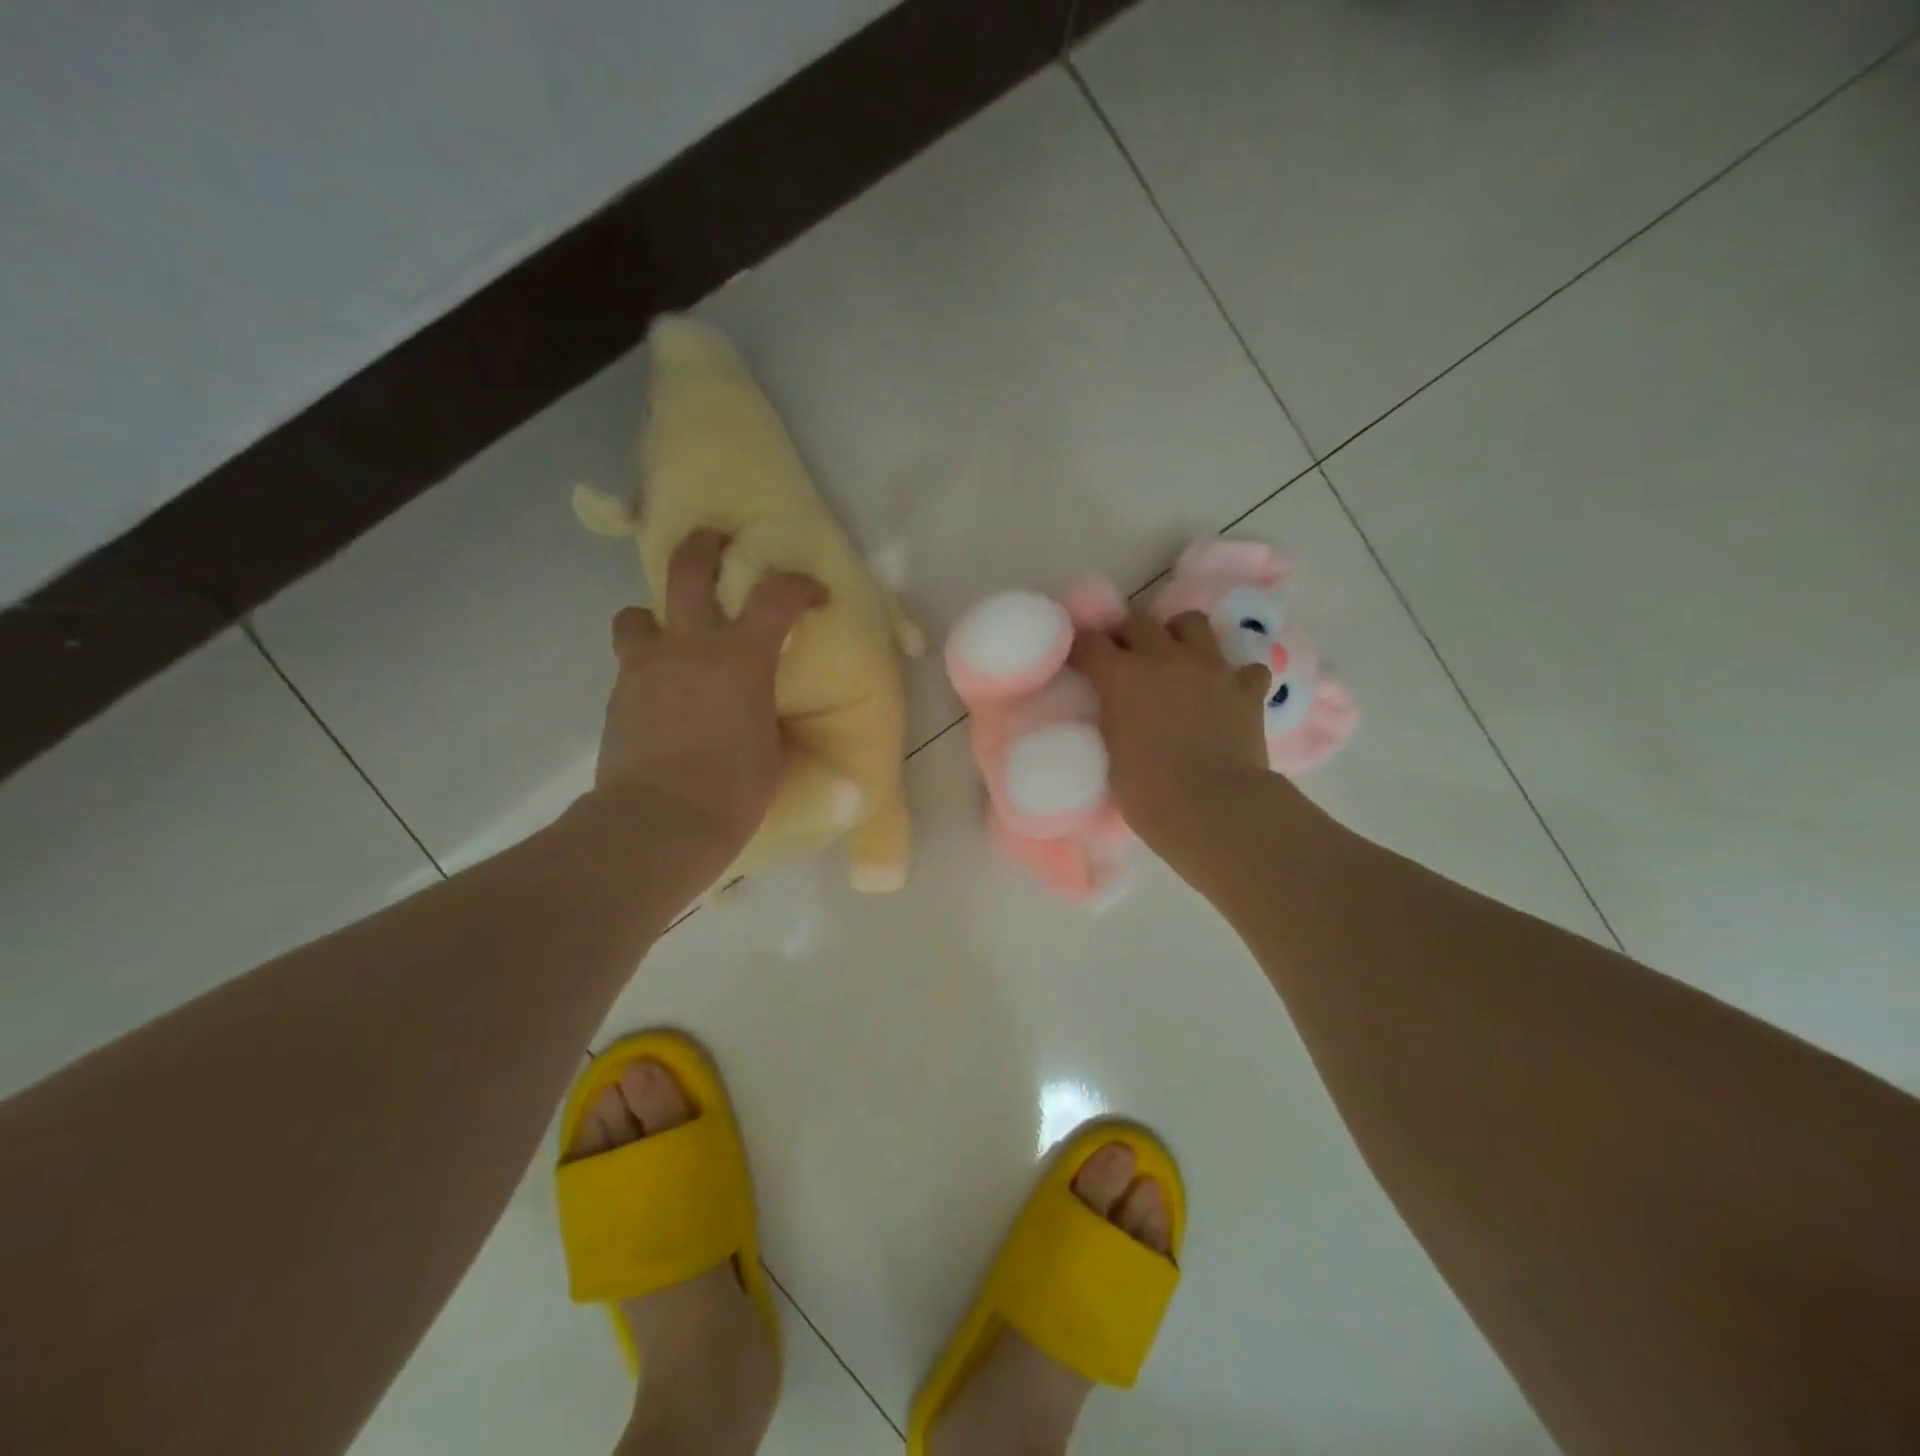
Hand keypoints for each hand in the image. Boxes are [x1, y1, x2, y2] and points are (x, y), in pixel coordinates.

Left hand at [592, 529, 824, 884]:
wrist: (659, 823)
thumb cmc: (733, 792)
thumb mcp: (772, 752)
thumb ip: (770, 719)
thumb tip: (772, 716)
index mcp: (741, 659)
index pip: (777, 596)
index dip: (800, 585)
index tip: (814, 595)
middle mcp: (689, 647)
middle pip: (687, 568)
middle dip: (704, 546)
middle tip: (717, 543)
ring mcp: (645, 667)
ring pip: (636, 614)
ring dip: (656, 618)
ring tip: (671, 640)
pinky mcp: (619, 696)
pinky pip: (631, 665)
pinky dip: (648, 669)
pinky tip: (662, 699)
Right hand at [1070, 608, 1279, 879]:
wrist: (1215, 808)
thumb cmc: (1149, 793)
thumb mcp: (1110, 753)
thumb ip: (1112, 720)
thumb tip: (1117, 712)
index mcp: (1122, 676)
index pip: (1089, 643)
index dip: (1081, 649)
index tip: (1078, 662)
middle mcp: (1165, 658)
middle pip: (1138, 621)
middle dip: (1128, 635)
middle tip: (1126, 661)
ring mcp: (1211, 668)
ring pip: (1192, 623)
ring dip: (1179, 637)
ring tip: (1177, 662)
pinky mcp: (1247, 688)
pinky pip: (1244, 667)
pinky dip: (1234, 677)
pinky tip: (1227, 694)